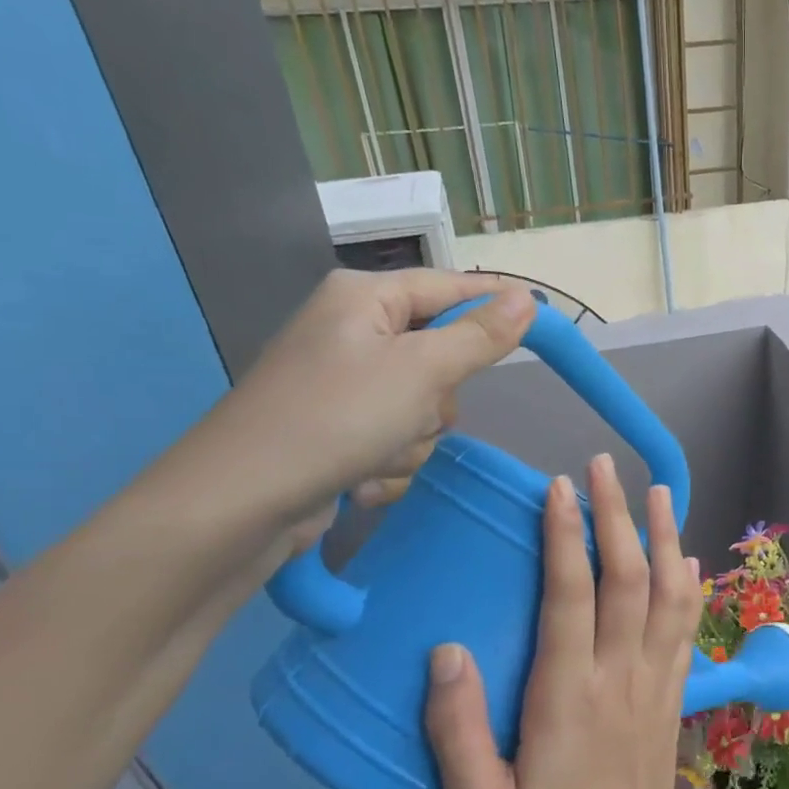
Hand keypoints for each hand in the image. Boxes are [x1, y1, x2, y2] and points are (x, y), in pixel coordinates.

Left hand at [155, 268, 536, 532]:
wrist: (244, 502)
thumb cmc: (337, 417)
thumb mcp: (422, 371)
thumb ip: (479, 335)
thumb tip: (527, 298)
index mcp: (364, 299)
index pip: (451, 287)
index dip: (497, 302)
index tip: (544, 318)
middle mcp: (353, 334)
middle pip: (442, 357)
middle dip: (439, 399)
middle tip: (416, 411)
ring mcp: (345, 387)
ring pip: (424, 409)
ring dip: (414, 440)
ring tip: (378, 455)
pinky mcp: (339, 432)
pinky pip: (397, 441)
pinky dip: (390, 465)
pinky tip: (362, 480)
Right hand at [425, 454, 704, 788]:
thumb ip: (457, 732)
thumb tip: (446, 653)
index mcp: (569, 696)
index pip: (572, 597)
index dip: (566, 537)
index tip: (560, 488)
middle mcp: (620, 675)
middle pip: (627, 579)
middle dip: (616, 515)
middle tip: (602, 466)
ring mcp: (656, 680)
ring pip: (668, 593)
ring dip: (663, 536)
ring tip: (656, 489)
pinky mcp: (674, 691)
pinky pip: (687, 626)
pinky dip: (688, 584)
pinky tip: (685, 555)